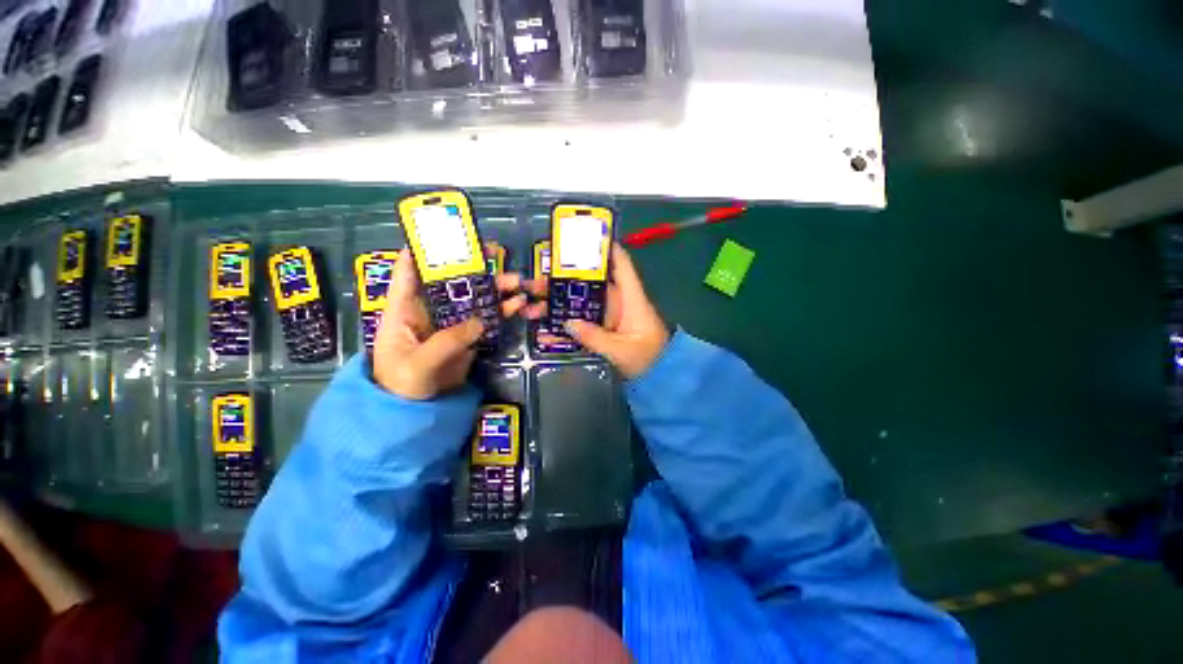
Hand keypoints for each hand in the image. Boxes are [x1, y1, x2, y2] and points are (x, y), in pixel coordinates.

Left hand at [373, 248, 529, 399]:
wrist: (414, 413)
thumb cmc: (400, 385)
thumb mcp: (418, 364)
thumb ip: (447, 341)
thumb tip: (480, 322)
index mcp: (405, 308)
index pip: (409, 271)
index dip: (423, 249)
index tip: (446, 234)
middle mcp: (430, 309)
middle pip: (453, 281)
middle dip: (475, 267)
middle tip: (499, 256)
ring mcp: (452, 322)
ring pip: (476, 298)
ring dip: (497, 289)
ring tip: (519, 283)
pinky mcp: (469, 336)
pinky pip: (489, 319)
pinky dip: (505, 312)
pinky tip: (520, 306)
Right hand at [542, 244, 668, 377]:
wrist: (659, 378)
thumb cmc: (649, 359)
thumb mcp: (623, 351)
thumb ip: (596, 338)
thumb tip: (568, 323)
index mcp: (630, 299)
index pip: (621, 265)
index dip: (605, 248)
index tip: (581, 237)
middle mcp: (617, 303)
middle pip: (588, 285)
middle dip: (561, 282)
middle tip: (534, 283)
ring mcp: (608, 318)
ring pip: (579, 305)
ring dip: (556, 305)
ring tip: (530, 308)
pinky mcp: (602, 331)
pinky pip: (580, 325)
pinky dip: (563, 328)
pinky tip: (544, 332)